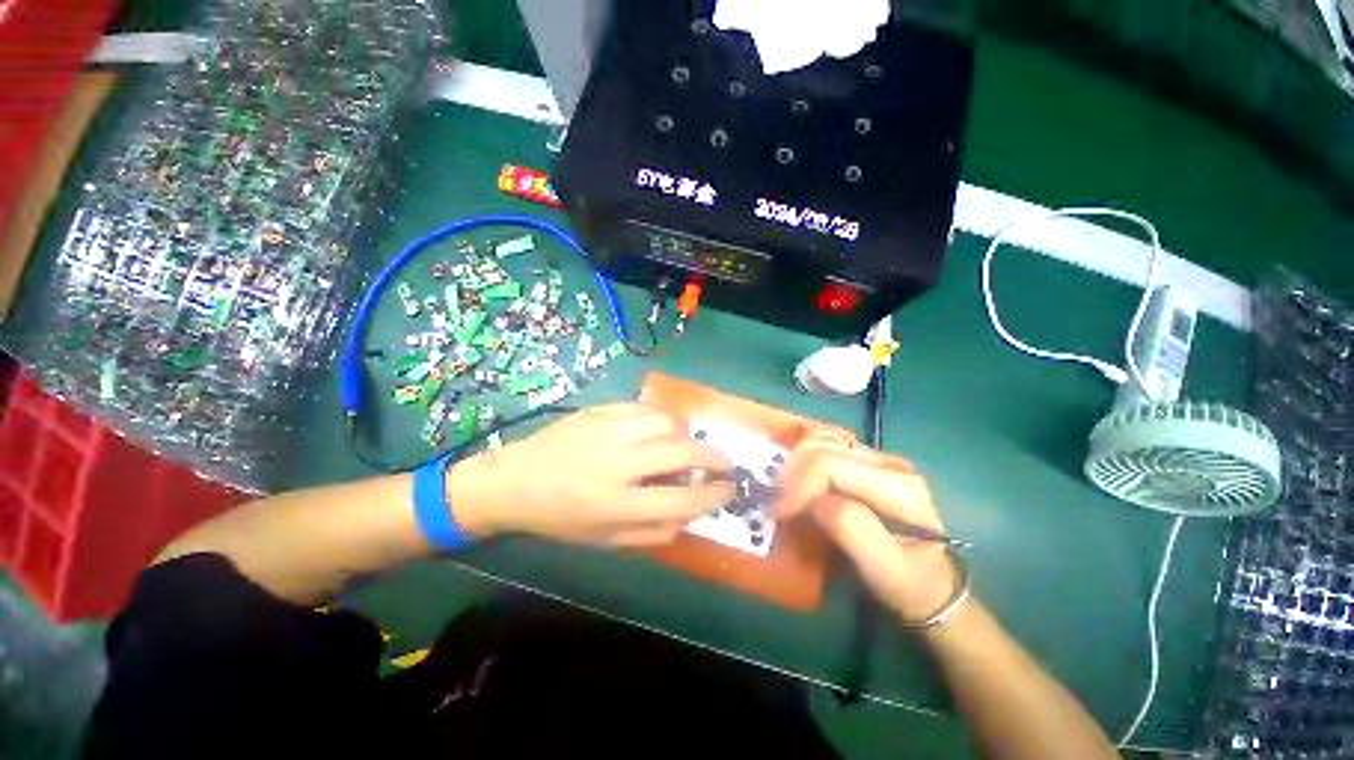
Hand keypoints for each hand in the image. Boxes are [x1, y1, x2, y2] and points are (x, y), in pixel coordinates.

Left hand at [448, 403, 733, 546]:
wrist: (514, 481)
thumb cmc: (560, 518)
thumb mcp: (604, 540)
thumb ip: (652, 531)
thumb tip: (691, 514)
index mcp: (614, 504)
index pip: (680, 499)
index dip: (713, 495)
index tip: (730, 490)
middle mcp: (615, 463)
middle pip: (681, 452)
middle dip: (713, 457)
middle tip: (724, 463)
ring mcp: (606, 430)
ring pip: (666, 423)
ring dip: (684, 436)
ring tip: (684, 447)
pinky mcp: (598, 411)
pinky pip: (644, 407)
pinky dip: (660, 419)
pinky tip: (658, 430)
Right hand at [772, 430, 960, 623]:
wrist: (931, 584)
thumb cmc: (908, 583)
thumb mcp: (884, 569)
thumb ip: (851, 529)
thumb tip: (813, 500)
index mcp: (899, 486)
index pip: (830, 465)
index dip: (798, 484)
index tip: (778, 512)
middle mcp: (889, 462)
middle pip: (823, 448)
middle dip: (792, 473)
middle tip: (777, 503)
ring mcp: (878, 457)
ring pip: (822, 439)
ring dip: (796, 461)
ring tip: (784, 490)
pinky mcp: (867, 460)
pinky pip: (827, 443)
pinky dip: (805, 454)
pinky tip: (797, 473)